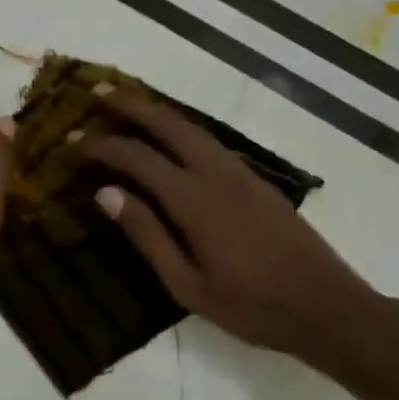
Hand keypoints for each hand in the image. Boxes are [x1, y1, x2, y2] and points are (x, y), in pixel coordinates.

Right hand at [80, 89, 364, 358]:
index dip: (101, 146)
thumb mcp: (187, 284)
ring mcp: (241, 173)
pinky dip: (182, 129)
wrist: (326, 306)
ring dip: (158, 112)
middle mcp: (217, 173)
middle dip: (131, 105)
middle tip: (97, 93)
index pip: (137, 157)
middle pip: (169, 123)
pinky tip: (172, 139)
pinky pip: (210, 141)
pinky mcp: (257, 181)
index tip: (72, 142)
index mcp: (194, 199)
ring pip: (193, 127)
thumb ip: (147, 234)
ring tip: (128, 105)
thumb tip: (106, 193)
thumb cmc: (251, 305)